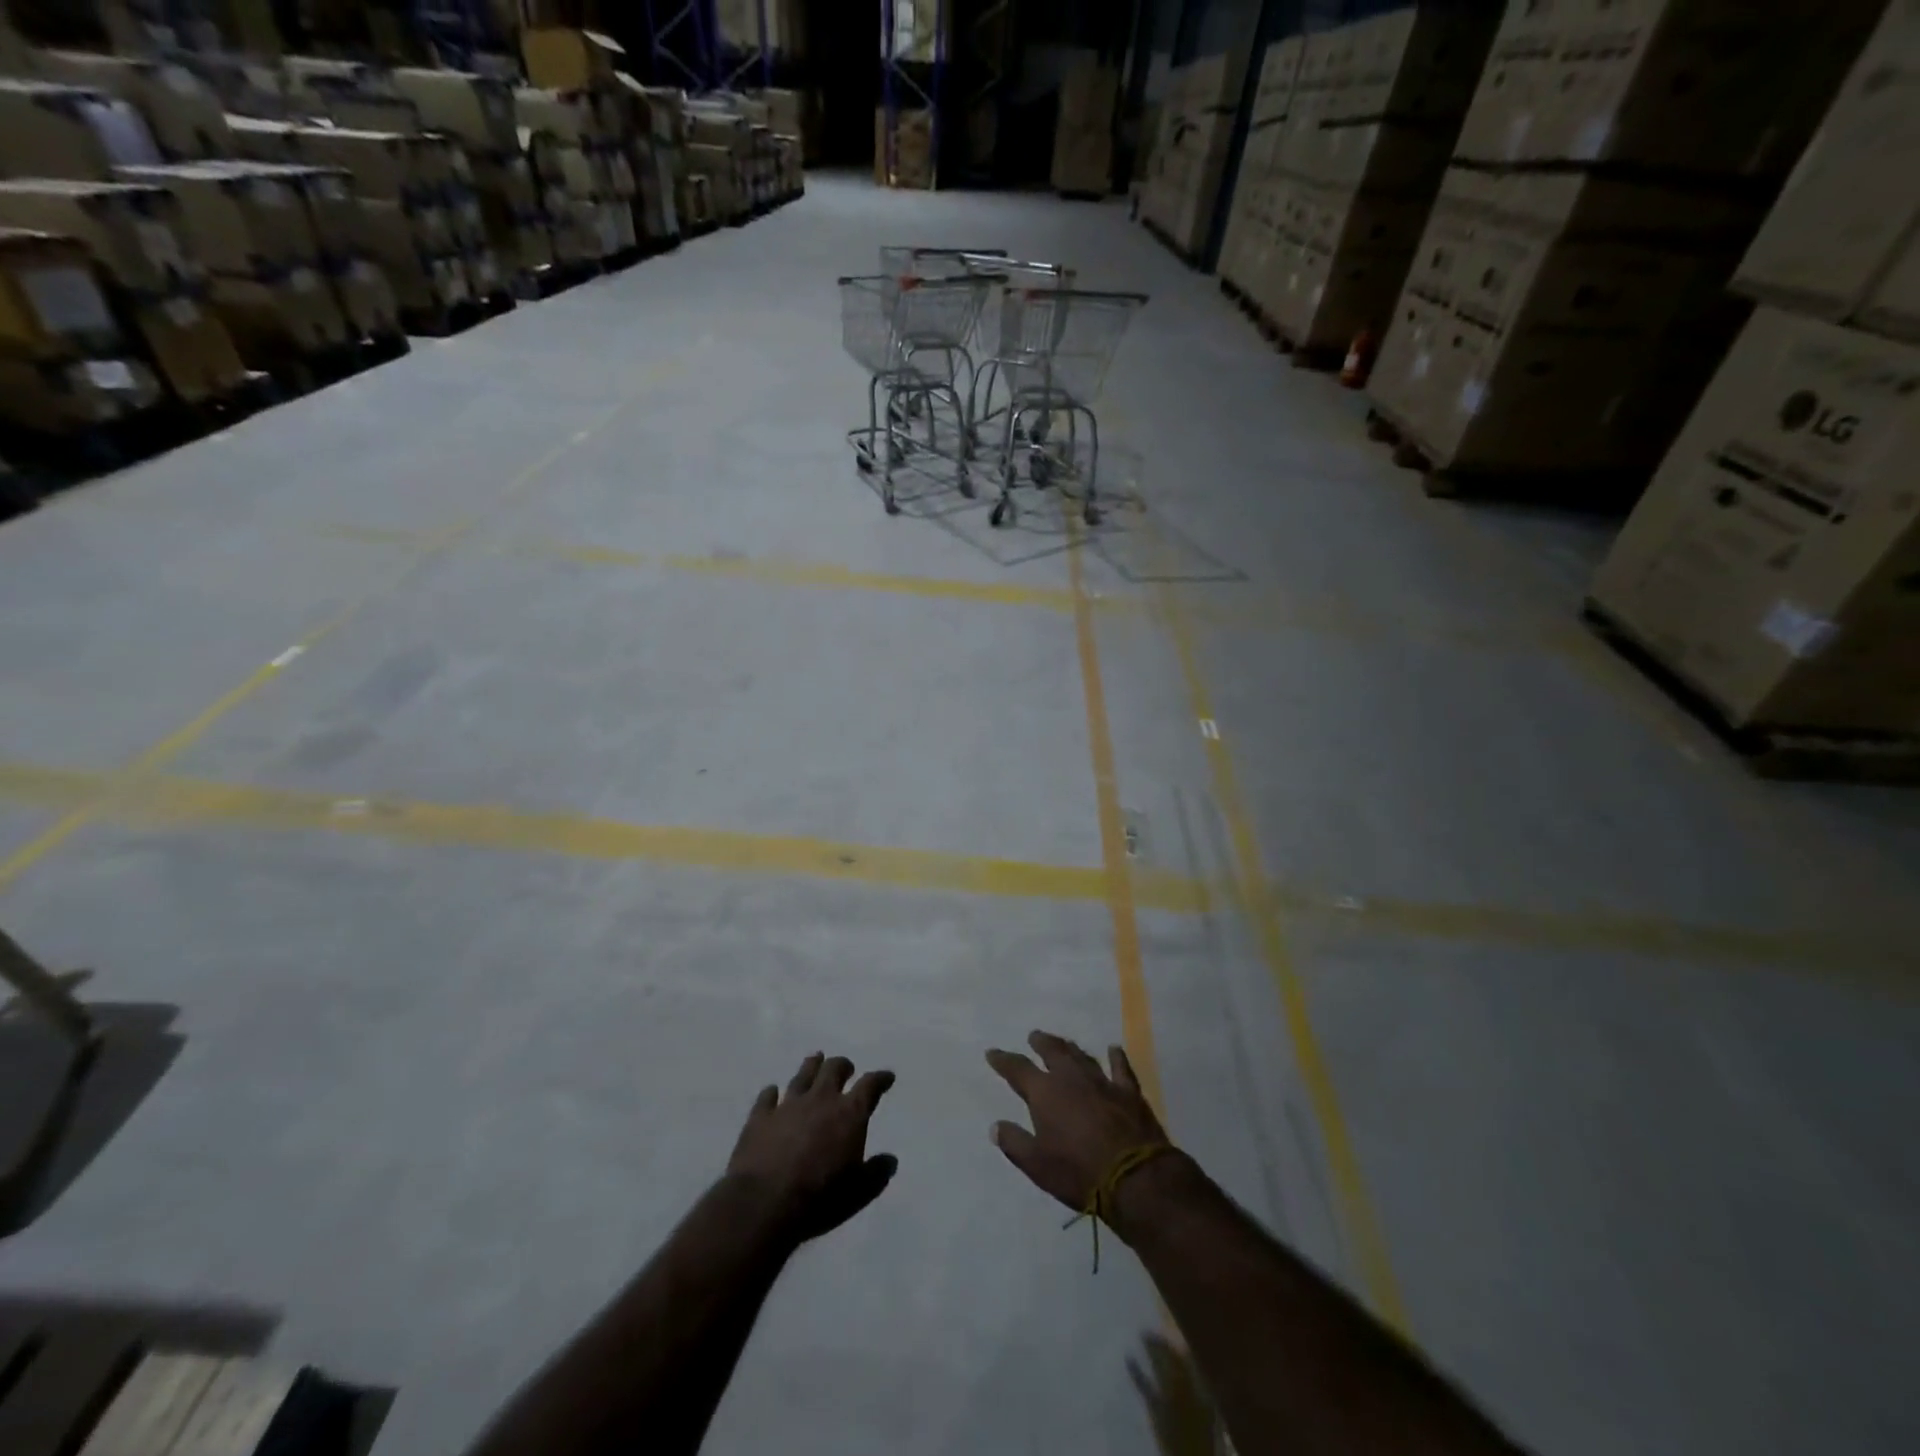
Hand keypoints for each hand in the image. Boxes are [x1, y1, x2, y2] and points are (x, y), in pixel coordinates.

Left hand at [727, 1053, 897, 1242]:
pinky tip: (772, 1092)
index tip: (887, 1077)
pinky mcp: (760, 1117)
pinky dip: (772, 1093)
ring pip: (803, 1075)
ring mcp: (788, 1104)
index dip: (880, 1079)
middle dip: (843, 1066)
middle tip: (847, 1068)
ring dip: (811, 1066)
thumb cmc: (819, 1199)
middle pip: (834, 1069)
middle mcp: (820, 1099)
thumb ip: (876, 1174)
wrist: (764, 1203)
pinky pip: (767, 1096)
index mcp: (849, 1113)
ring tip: (816, 1060)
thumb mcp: (858, 1192)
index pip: (870, 1086)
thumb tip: (890, 1160)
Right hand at [986, 1030, 1170, 1214]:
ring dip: (1070, 1048)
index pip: (1018, 1069)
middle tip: (1034, 1036)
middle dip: (1041, 1042)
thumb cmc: (1078, 1171)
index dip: (1003, 1060)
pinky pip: (1121, 1068)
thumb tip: (996, 1126)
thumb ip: (1014, 1143)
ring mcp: (1102, 1082)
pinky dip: (1117, 1057)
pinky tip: (1114, 1049)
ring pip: (1083, 1056)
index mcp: (1045, 1093)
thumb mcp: (1037, 1165)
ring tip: (1064, 1043)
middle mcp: (1071, 1078)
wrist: (1134, 1176)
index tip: (992, 1052)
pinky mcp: (1128, 1092)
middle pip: (1053, 1052)